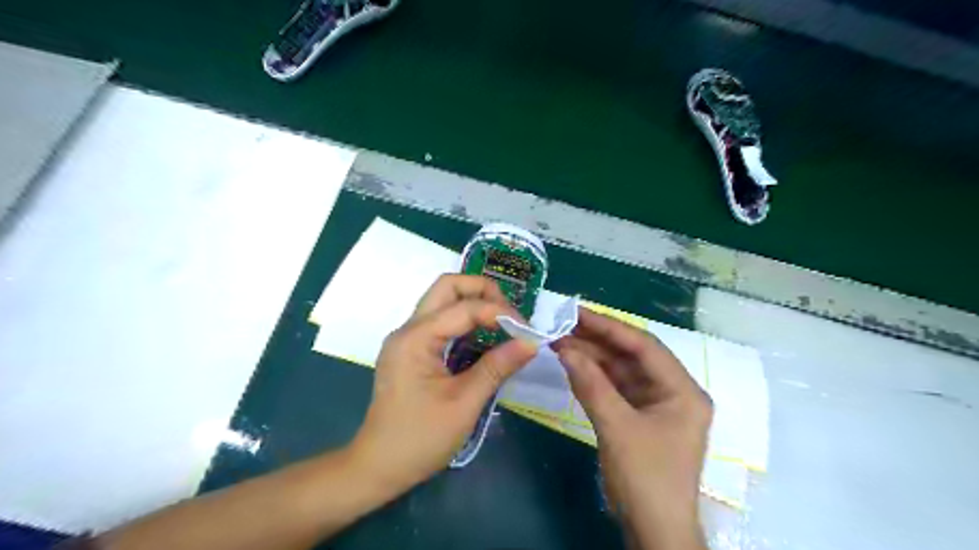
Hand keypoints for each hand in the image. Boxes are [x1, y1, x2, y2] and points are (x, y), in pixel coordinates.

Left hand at [350, 277, 533, 491]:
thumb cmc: (420, 439)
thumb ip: (497, 368)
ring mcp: (407, 338)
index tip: (528, 331)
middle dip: (483, 291)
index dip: (500, 312)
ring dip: (474, 303)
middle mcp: (408, 329)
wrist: (378, 467)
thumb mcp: (464, 404)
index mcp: (416, 338)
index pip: (464, 307)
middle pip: (447, 286)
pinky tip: (483, 338)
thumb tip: (532, 343)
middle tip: (510, 313)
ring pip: (443, 300)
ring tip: (503, 323)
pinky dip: (465, 320)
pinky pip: (440, 321)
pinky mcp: (411, 350)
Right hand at [558, 309, 713, 549]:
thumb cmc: (646, 478)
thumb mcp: (616, 427)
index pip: (645, 346)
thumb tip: (564, 348)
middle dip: (598, 341)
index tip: (578, 312)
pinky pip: (617, 388)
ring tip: (561, 342)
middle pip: (633, 356)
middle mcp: (674, 391)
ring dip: (593, 358)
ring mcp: (657, 404)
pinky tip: (573, 366)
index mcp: (683, 390)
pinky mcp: (641, 417)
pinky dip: (595, 378)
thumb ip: (591, 384)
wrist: (655, 530)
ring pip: (623, 371)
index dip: (610, 326)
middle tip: (563, 326)